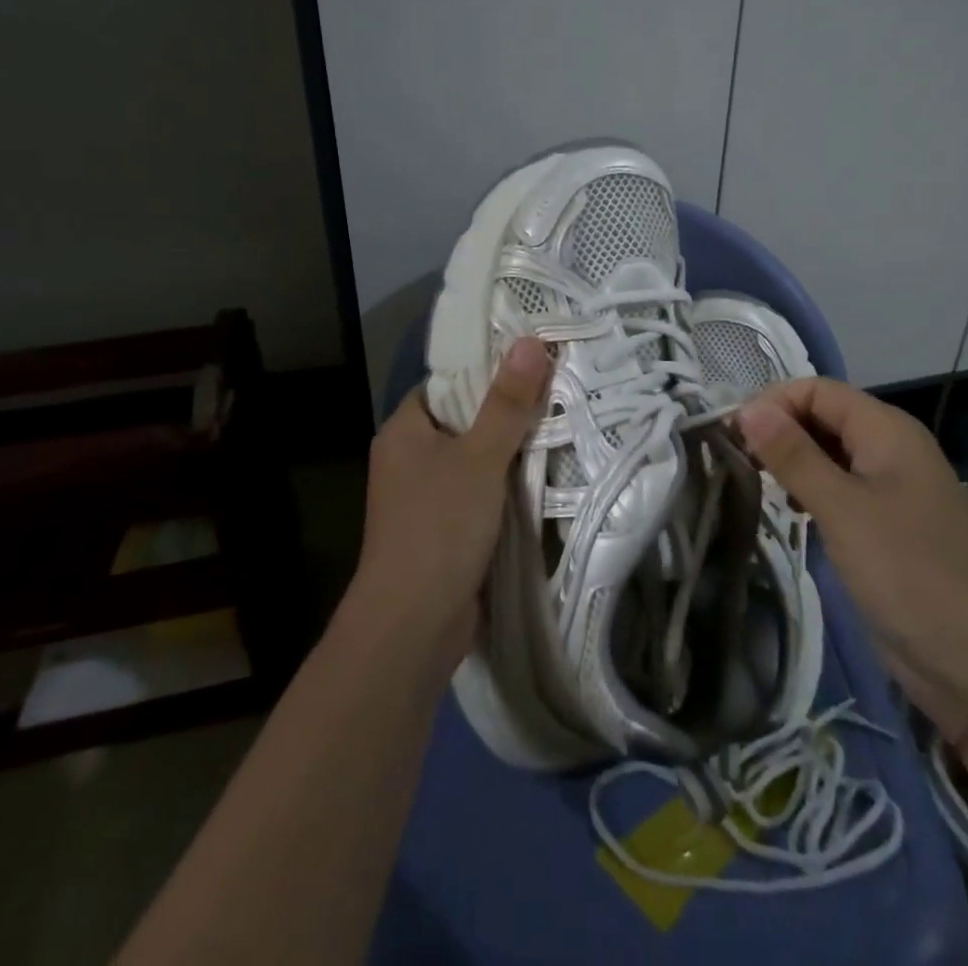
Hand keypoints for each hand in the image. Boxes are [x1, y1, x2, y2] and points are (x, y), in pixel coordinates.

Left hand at [347, 339, 551, 672]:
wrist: (413, 626)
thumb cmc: (439, 527)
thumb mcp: (480, 458)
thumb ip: (507, 403)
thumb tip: (530, 341)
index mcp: (404, 430)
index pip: (447, 382)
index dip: (486, 368)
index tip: (533, 358)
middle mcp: (409, 458)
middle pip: (464, 419)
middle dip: (507, 410)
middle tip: (559, 388)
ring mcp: (425, 496)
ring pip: (475, 458)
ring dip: (511, 450)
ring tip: (562, 423)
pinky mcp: (444, 528)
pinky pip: (480, 491)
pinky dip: (507, 484)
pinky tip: (545, 474)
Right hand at [736, 378, 967, 739]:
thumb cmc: (908, 571)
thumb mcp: (842, 509)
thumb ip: (793, 455)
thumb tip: (747, 408)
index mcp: (887, 429)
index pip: (817, 389)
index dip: (773, 402)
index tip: (731, 433)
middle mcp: (888, 447)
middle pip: (822, 416)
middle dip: (778, 429)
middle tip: (736, 460)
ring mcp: (887, 485)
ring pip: (826, 451)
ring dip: (790, 459)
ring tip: (755, 482)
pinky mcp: (882, 521)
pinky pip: (837, 485)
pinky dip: (807, 488)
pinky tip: (789, 509)